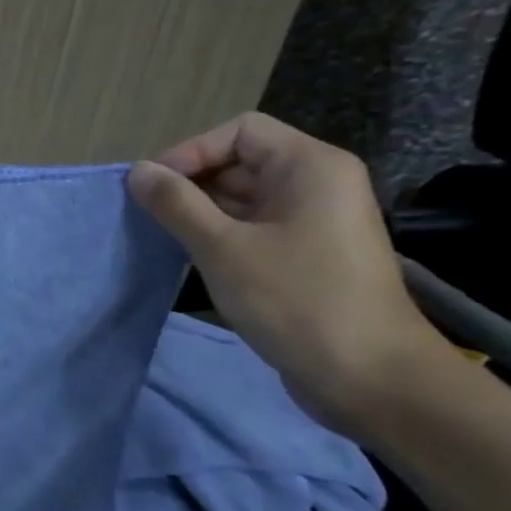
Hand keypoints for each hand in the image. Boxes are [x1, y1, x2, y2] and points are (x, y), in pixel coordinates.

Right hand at [126, 113, 445, 433]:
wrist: (371, 379)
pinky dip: (222, 235)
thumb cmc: (296, 300)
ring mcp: (315, 221)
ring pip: (244, 197)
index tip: (153, 188)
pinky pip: (255, 227)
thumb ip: (176, 204)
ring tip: (164, 237)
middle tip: (150, 216)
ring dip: (202, 212)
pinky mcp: (309, 255)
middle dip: (192, 183)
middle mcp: (317, 184)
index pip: (239, 131)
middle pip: (241, 161)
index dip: (191, 152)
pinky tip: (193, 258)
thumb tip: (138, 171)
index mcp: (309, 167)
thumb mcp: (222, 248)